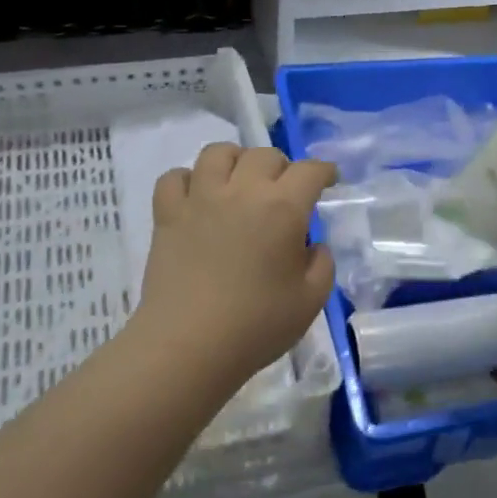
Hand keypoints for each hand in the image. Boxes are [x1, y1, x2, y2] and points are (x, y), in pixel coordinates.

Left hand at [130, 143, 336, 391]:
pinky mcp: (167, 214)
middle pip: (264, 154)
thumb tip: (312, 245)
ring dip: (235, 161)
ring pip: (218, 152)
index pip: (310, 171)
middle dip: (282, 167)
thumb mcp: (311, 300)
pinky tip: (198, 199)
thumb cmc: (257, 325)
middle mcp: (242, 191)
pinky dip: (189, 181)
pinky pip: (174, 177)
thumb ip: (322, 264)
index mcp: (283, 208)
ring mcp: (200, 199)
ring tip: (239, 183)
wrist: (189, 345)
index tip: (328, 180)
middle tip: (284, 192)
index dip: (324, 171)